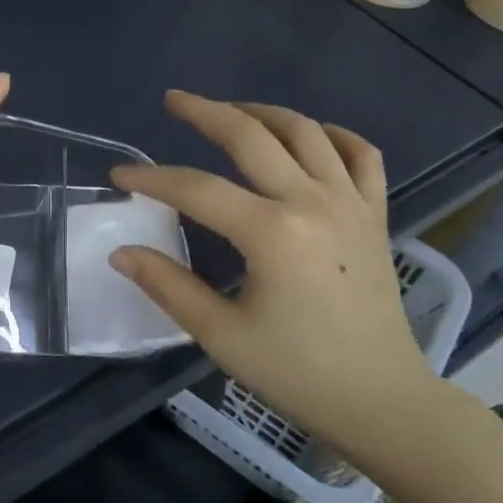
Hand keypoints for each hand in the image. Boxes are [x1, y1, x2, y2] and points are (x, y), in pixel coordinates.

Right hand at [107, 92, 437, 469]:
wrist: (382, 402)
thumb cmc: (298, 373)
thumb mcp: (222, 335)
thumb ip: (168, 286)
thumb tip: (121, 252)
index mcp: (272, 233)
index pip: (197, 189)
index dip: (152, 179)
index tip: (119, 175)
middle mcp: (312, 202)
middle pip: (251, 136)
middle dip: (205, 112)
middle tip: (173, 100)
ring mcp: (350, 203)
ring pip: (305, 131)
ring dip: (262, 112)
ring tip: (230, 111)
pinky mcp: (375, 214)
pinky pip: (361, 154)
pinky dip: (333, 134)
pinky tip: (309, 135)